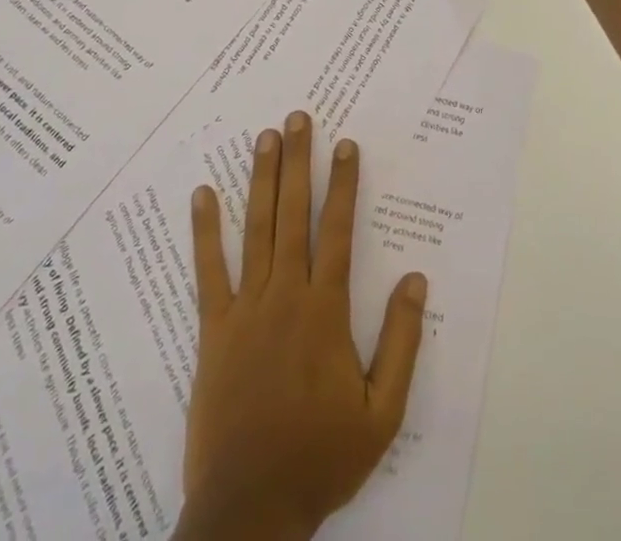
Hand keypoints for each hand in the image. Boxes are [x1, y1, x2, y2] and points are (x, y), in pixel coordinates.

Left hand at [175, 113, 427, 540]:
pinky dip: (205, 231)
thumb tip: (417, 279)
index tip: (346, 145)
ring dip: (261, 179)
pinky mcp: (213, 330)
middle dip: (299, 162)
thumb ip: (402, 343)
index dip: (344, 184)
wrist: (250, 510)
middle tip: (299, 118)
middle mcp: (286, 295)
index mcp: (326, 311)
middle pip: (294, 214)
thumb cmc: (320, 458)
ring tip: (265, 137)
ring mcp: (246, 309)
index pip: (338, 231)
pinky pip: (208, 271)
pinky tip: (202, 194)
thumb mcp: (382, 414)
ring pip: (256, 229)